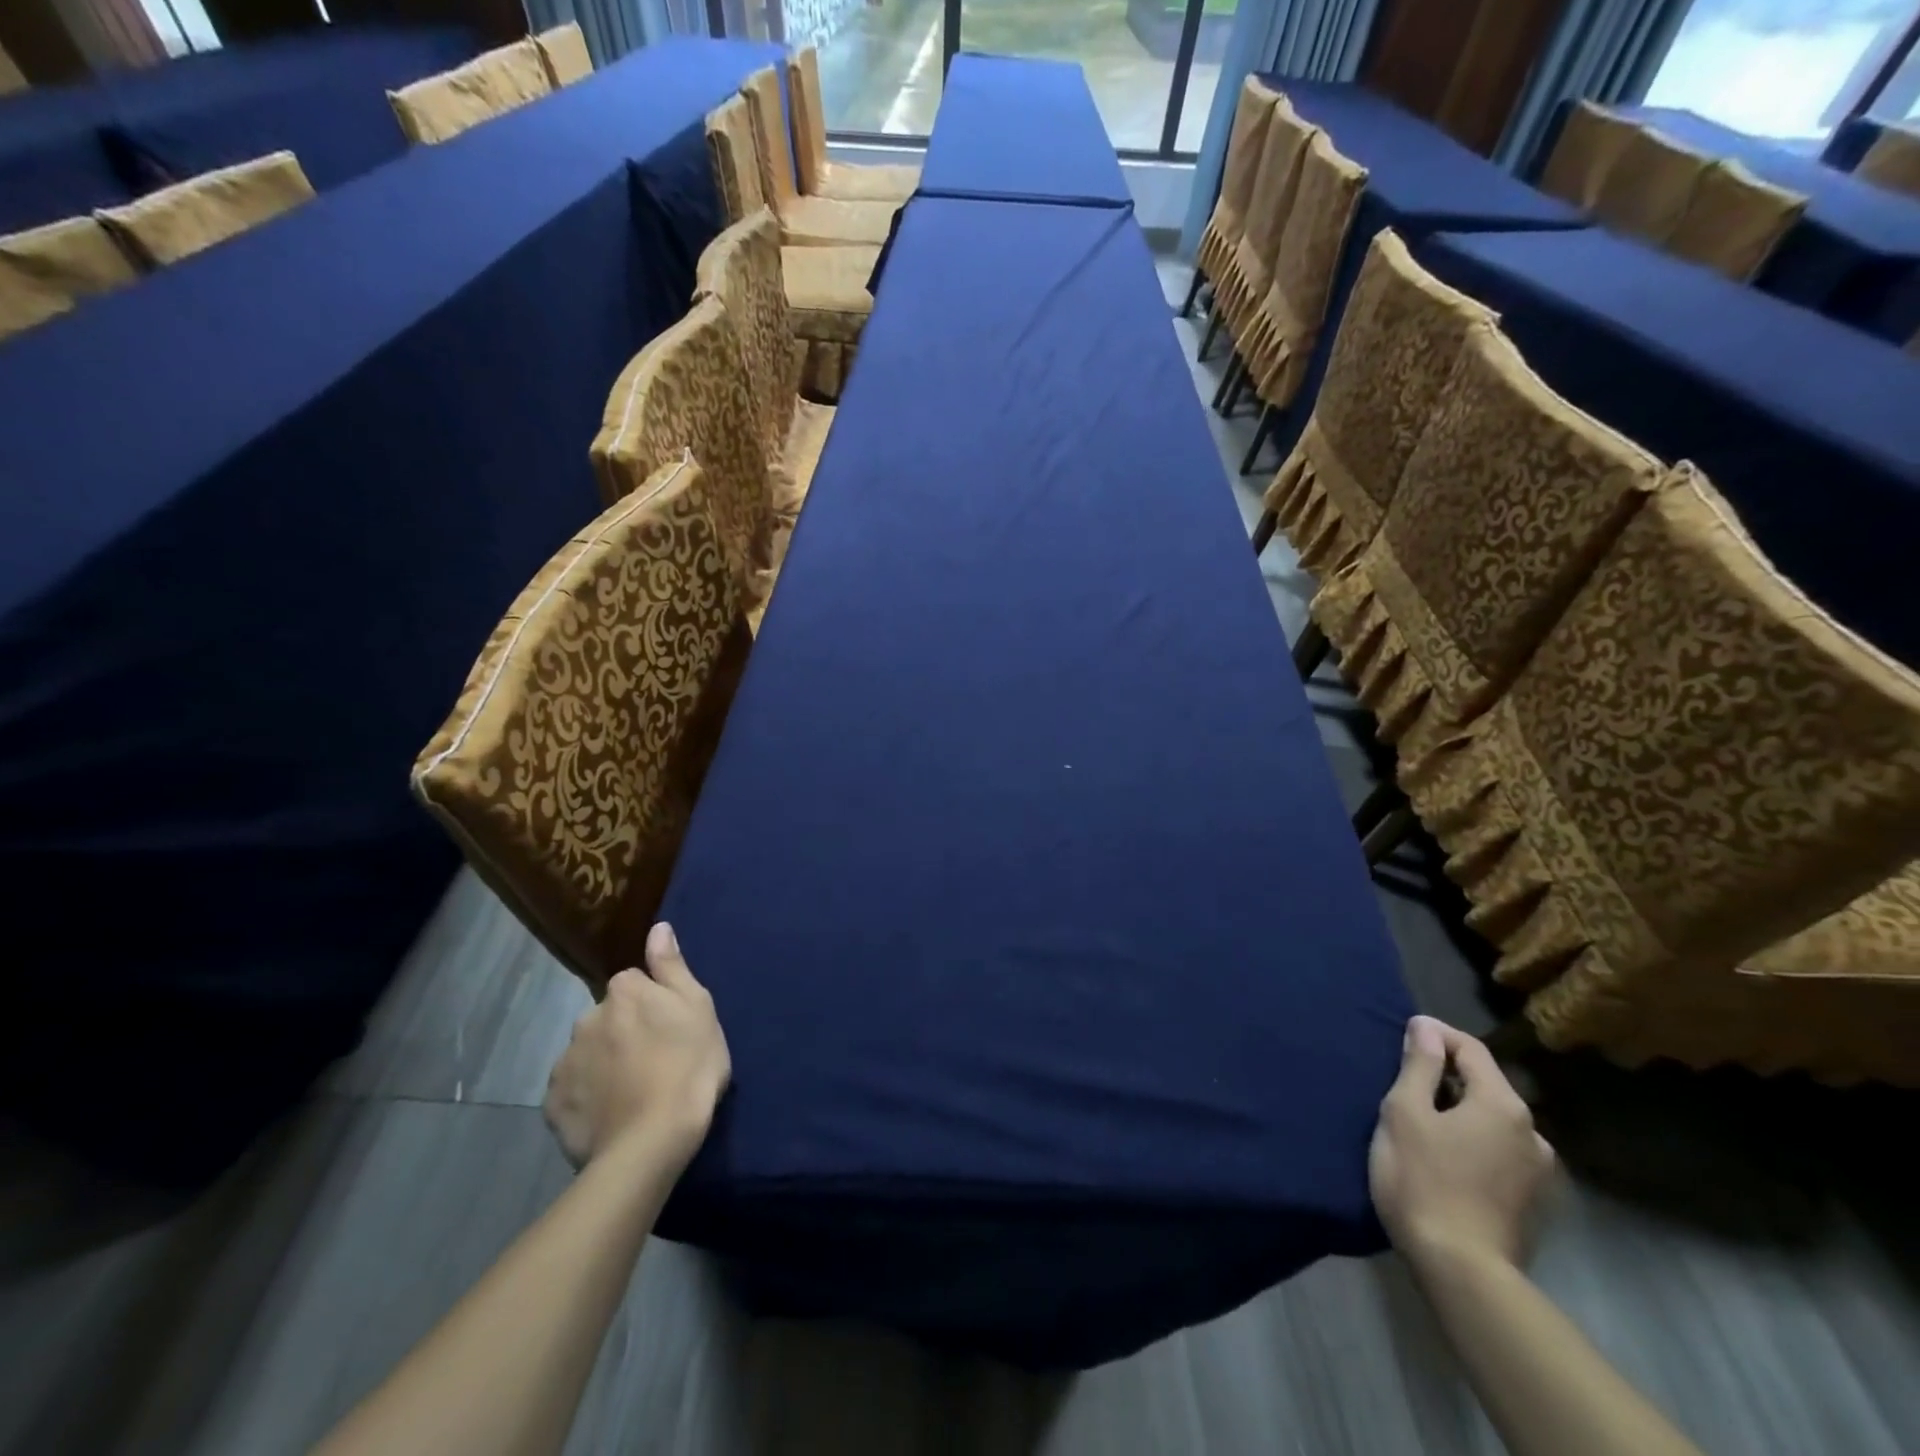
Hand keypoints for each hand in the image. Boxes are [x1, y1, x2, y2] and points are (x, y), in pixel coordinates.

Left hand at [544, 923, 730, 1170]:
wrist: (651, 1141)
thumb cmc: (688, 1066)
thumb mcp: (698, 1007)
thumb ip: (672, 966)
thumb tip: (658, 927)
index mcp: (624, 991)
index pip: (634, 984)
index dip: (653, 1005)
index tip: (669, 1029)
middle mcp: (586, 1017)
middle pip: (608, 1017)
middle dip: (623, 1031)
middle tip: (653, 1061)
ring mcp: (565, 1062)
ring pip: (588, 1052)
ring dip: (604, 1063)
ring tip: (631, 1092)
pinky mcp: (553, 1104)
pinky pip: (572, 1090)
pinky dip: (587, 1097)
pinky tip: (610, 1113)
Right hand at [1369, 1016, 1554, 1273]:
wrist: (1462, 1271)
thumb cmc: (1423, 1180)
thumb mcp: (1406, 1113)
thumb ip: (1420, 1066)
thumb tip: (1426, 1027)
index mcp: (1503, 1105)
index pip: (1471, 1049)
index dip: (1436, 1034)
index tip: (1404, 1032)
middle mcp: (1533, 1132)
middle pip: (1486, 1084)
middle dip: (1447, 1074)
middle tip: (1405, 1080)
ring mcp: (1539, 1171)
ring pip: (1493, 1120)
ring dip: (1461, 1109)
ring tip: (1423, 1121)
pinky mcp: (1534, 1201)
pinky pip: (1499, 1150)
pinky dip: (1473, 1139)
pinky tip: (1447, 1156)